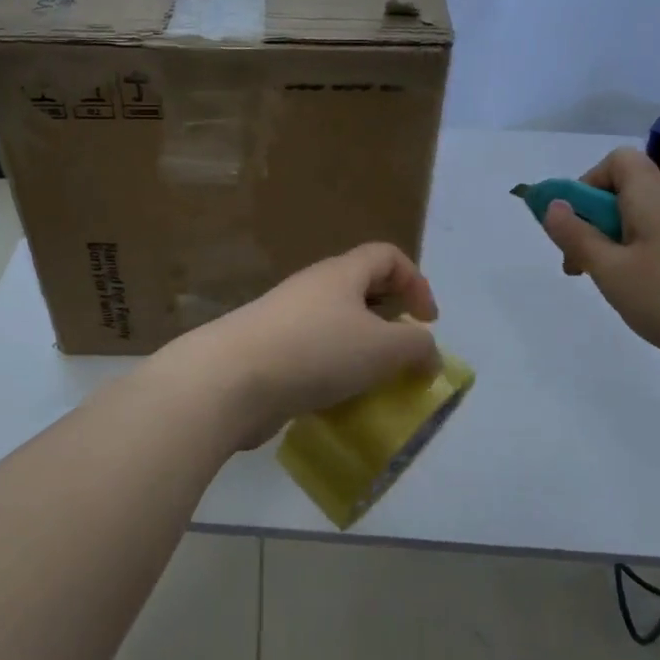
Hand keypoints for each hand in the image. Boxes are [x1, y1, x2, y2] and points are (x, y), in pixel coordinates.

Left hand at [157, 244, 440, 449]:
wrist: (231, 380)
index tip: (427, 322)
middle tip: (402, 356)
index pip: (386, 256)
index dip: (416, 282)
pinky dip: (332, 375)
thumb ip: (417, 347)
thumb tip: (429, 354)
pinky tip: (337, 404)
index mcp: (341, 274)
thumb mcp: (382, 348)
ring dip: (360, 353)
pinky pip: (312, 356)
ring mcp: (286, 320)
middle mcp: (313, 289)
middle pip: (360, 290)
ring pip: (336, 327)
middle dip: (388, 321)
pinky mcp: (268, 353)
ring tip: (374, 386)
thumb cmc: (315, 351)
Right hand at [540, 147, 659, 383]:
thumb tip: (552, 205)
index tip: (575, 221)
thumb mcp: (611, 270)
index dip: (588, 182)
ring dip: (611, 240)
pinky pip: (656, 237)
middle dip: (592, 218)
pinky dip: (635, 253)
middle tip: (579, 261)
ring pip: (638, 217)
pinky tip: (636, 289)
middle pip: (624, 189)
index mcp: (651, 197)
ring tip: (606, 280)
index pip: (617, 160)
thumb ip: (577, 236)